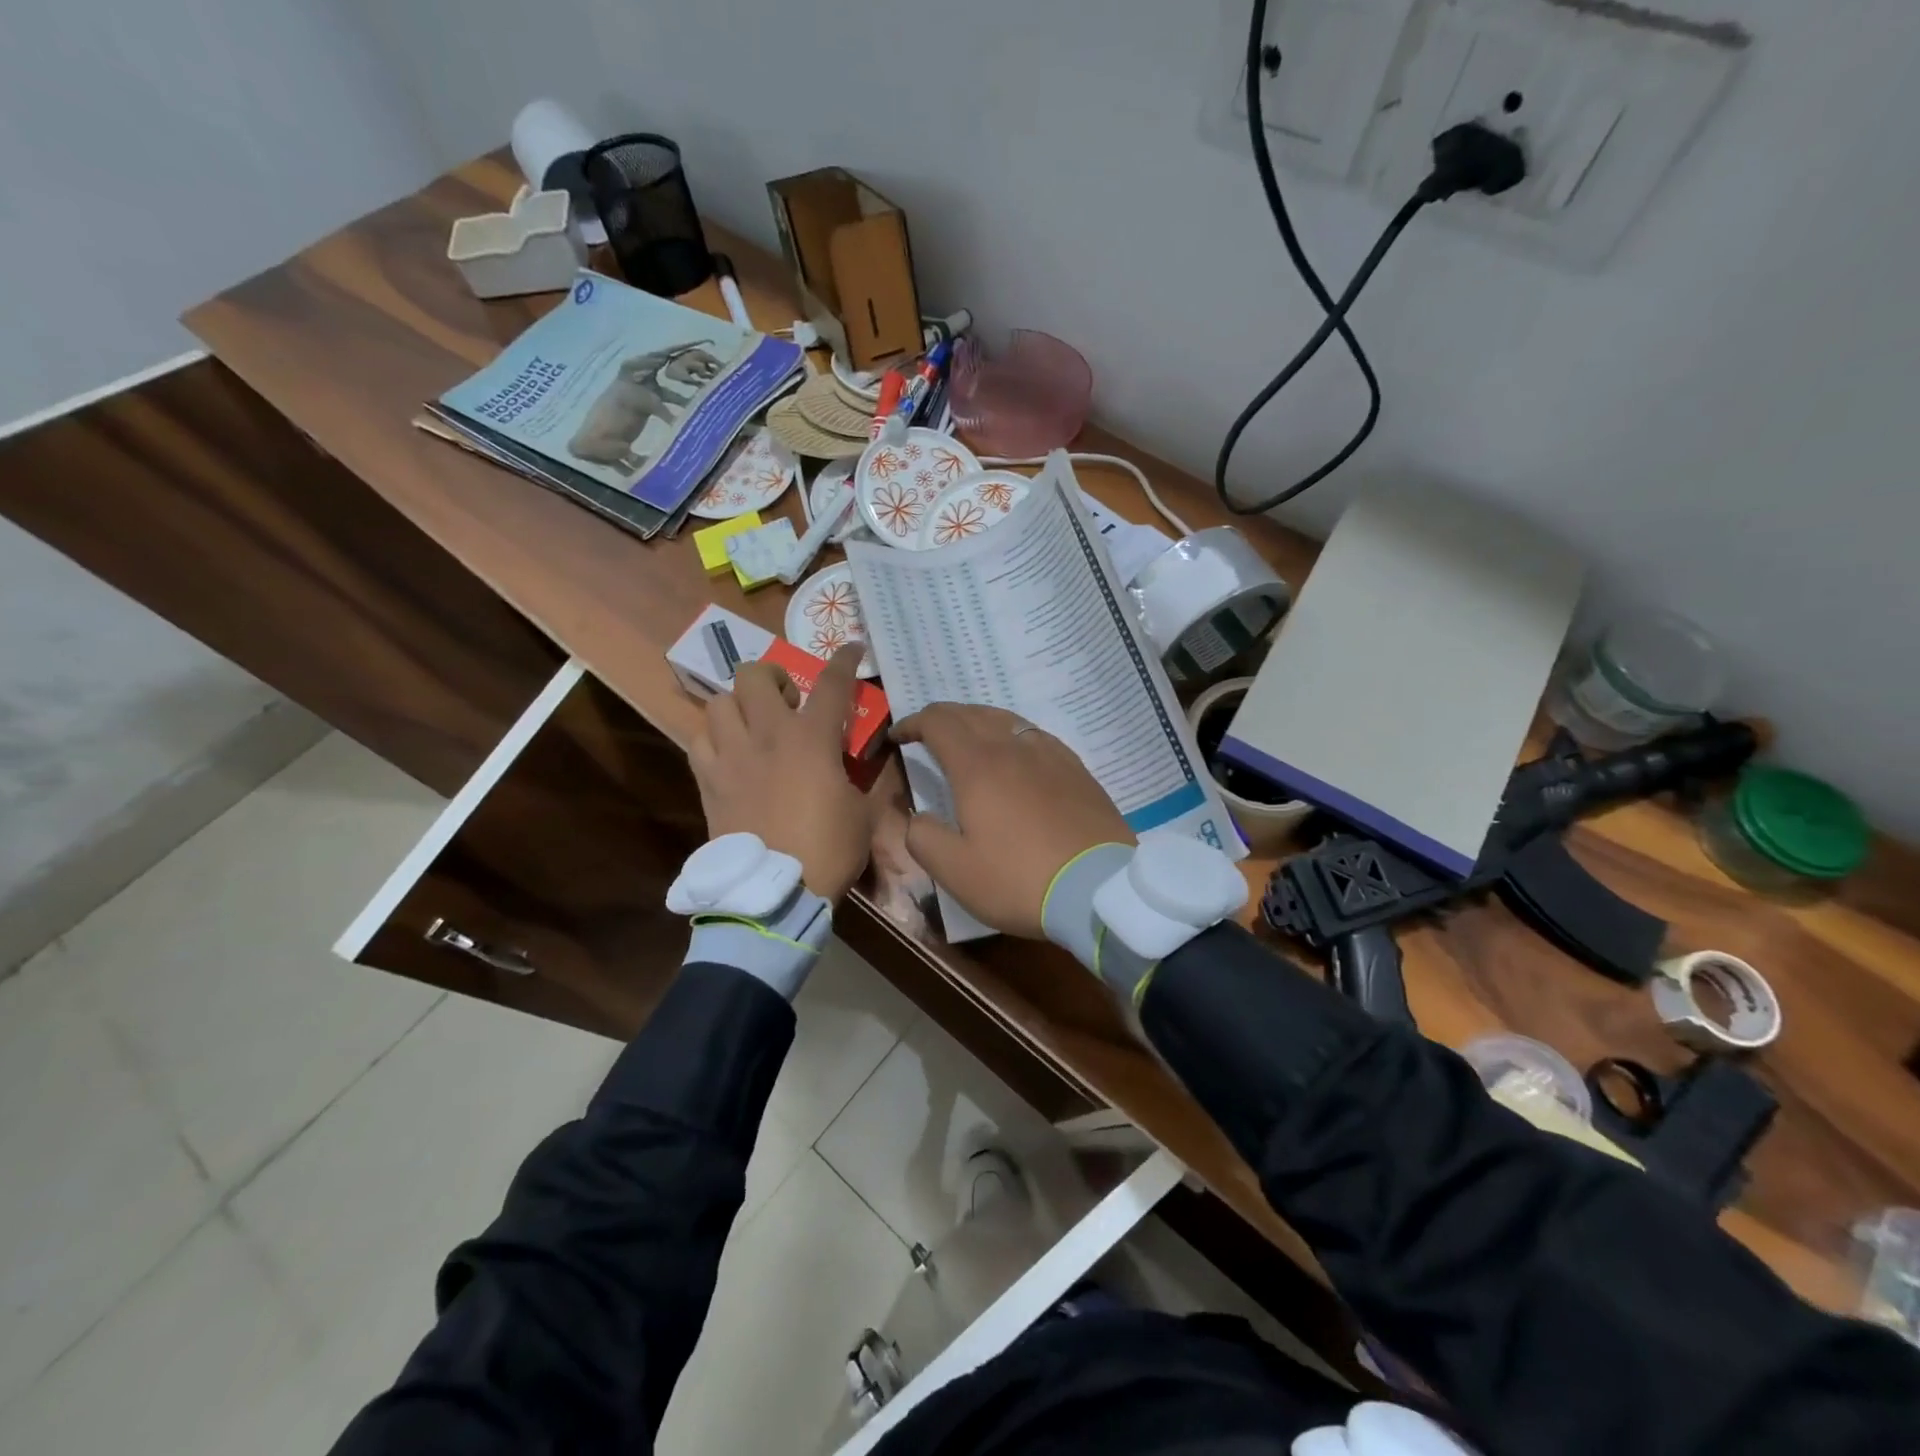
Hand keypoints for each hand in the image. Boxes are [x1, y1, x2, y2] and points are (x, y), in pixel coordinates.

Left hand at [689, 646, 871, 903]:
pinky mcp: (707, 780)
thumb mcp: (864, 813)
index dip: (844, 660)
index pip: (832, 684)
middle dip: (773, 677)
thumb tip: (871, 763)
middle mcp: (767, 735)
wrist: (774, 891)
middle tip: (788, 700)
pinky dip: (713, 738)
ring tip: (753, 725)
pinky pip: (698, 740)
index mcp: (812, 739)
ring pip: (719, 702)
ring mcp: (731, 756)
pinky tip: (729, 753)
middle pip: (755, 675)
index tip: (851, 647)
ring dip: (739, 706)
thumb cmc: (828, 849)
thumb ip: (867, 779)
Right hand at [892, 704, 1132, 938]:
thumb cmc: (1018, 879)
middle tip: (926, 735)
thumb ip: (923, 837)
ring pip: (1005, 719)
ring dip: (977, 721)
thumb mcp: (955, 871)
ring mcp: (1050, 754)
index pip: (938, 722)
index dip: (912, 723)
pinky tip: (1015, 755)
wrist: (1099, 889)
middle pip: (971, 713)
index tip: (897, 737)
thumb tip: (917, 817)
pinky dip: (1011, 734)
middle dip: (942, 718)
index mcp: (977, 765)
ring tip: (967, 739)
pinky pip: (1034, 735)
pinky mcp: (1076, 769)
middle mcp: (1012, 747)